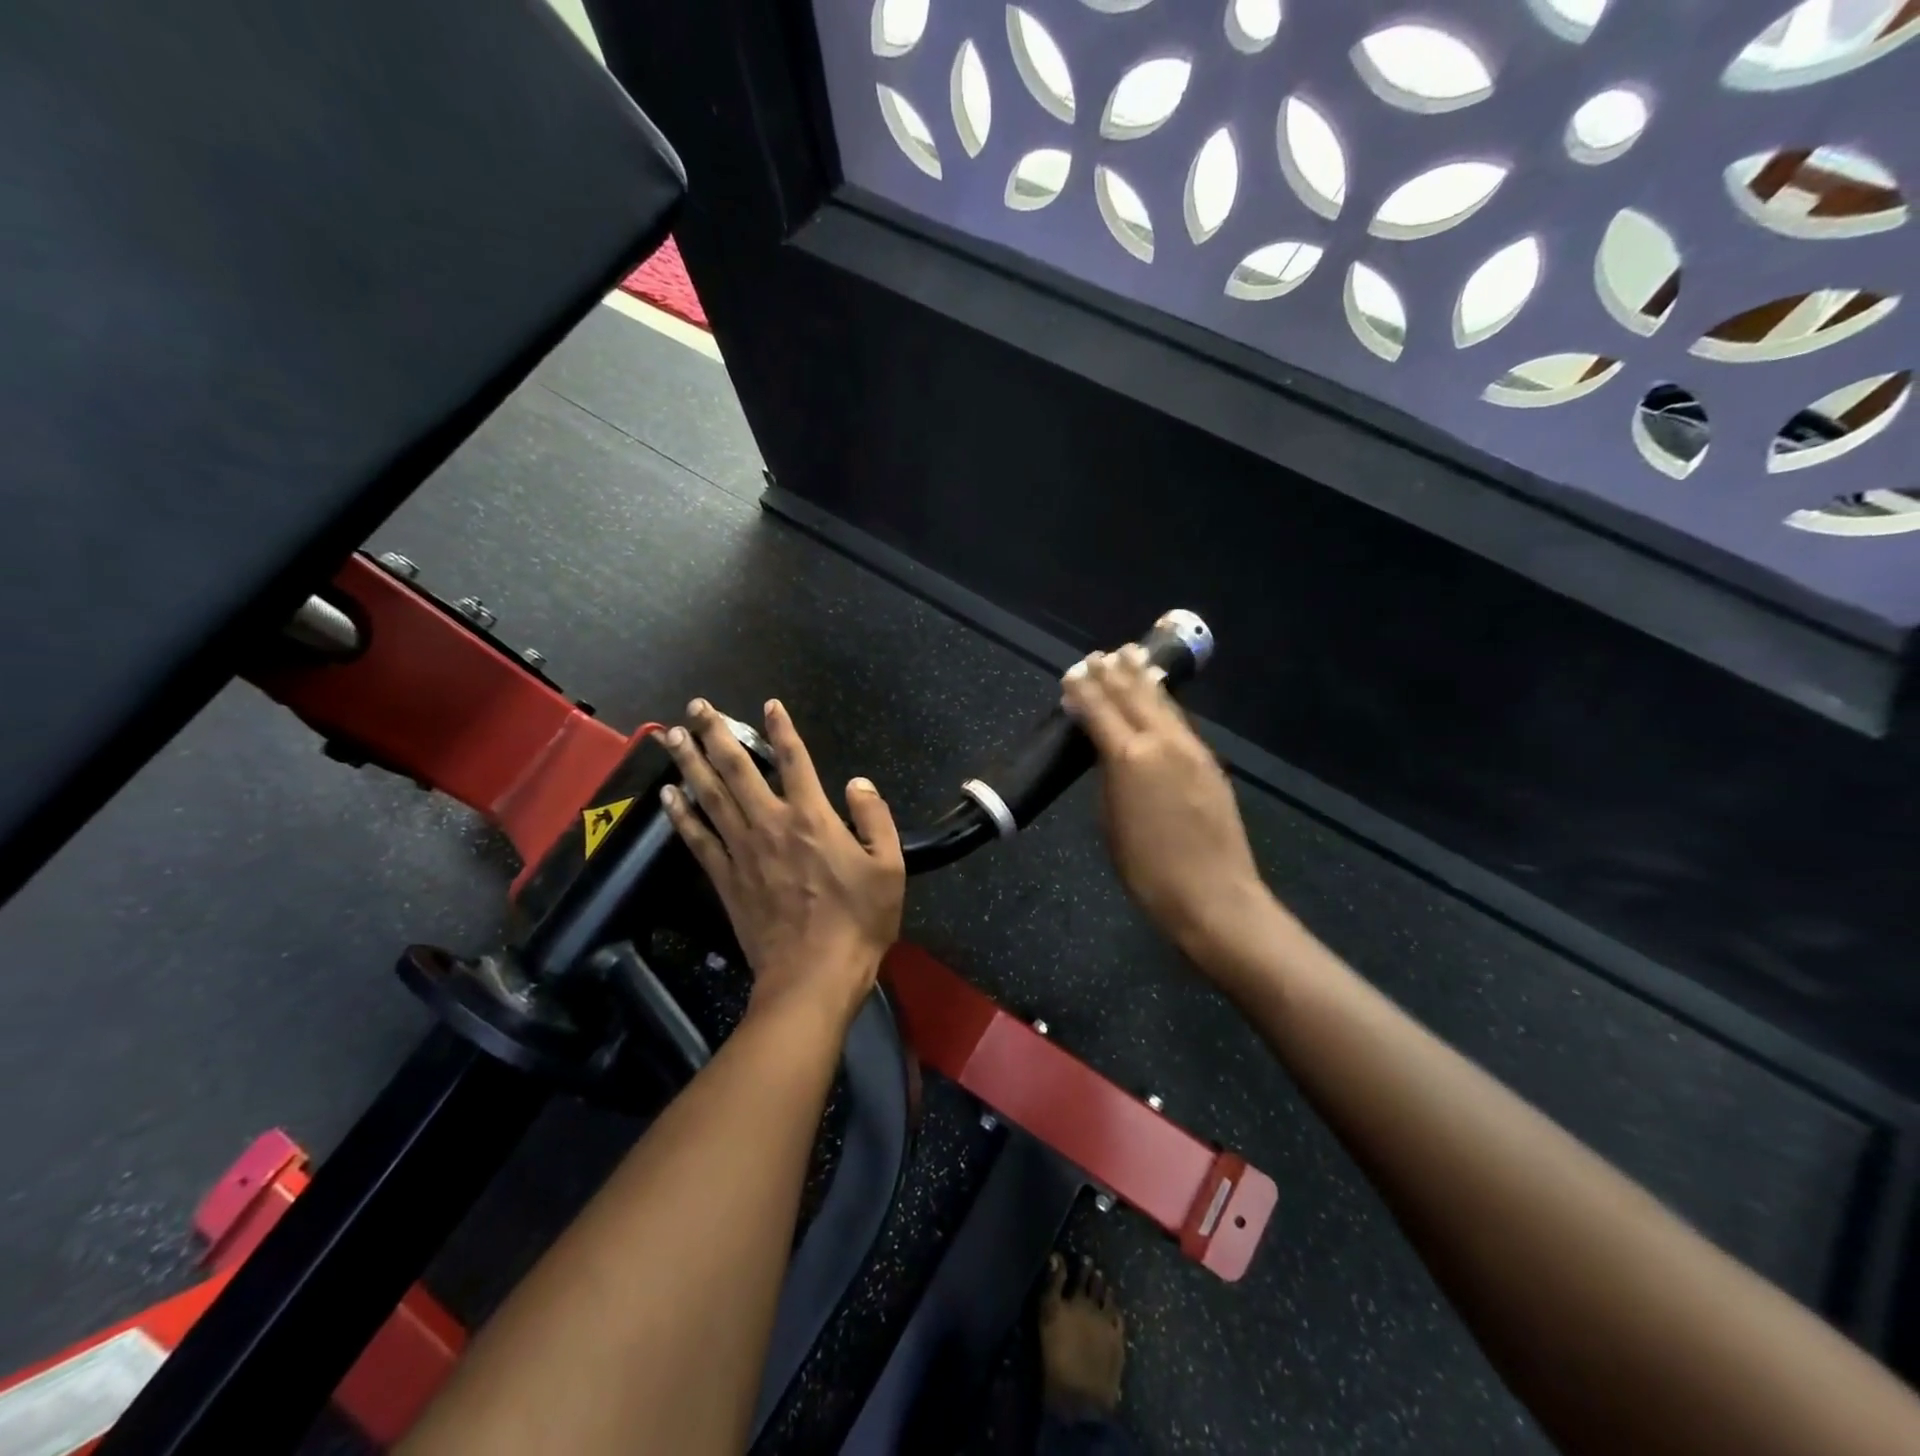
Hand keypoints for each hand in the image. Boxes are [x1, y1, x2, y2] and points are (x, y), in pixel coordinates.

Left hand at [659, 698, 904, 1028]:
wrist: (813, 976)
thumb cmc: (858, 921)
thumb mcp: (889, 867)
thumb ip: (875, 818)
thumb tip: (856, 783)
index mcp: (813, 819)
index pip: (795, 761)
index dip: (782, 729)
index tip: (768, 704)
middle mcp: (771, 825)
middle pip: (738, 770)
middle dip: (717, 734)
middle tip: (697, 706)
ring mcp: (743, 852)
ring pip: (711, 797)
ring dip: (691, 763)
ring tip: (672, 735)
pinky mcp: (725, 879)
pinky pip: (698, 839)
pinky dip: (681, 815)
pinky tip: (667, 795)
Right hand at [1061, 645, 1271, 963]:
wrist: (1212, 895)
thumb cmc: (1147, 869)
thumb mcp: (1111, 823)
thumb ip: (1108, 779)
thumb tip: (1106, 752)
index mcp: (1129, 758)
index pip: (1100, 712)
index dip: (1085, 690)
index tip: (1073, 671)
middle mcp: (1162, 743)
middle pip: (1134, 697)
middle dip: (1115, 674)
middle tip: (1100, 654)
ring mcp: (1191, 750)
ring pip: (1163, 704)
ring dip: (1143, 679)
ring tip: (1130, 657)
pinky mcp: (1210, 763)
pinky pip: (1181, 721)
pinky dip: (1164, 702)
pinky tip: (1160, 697)